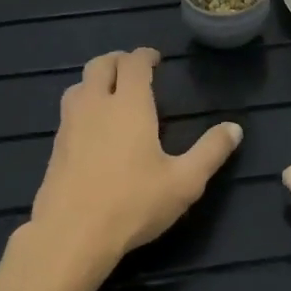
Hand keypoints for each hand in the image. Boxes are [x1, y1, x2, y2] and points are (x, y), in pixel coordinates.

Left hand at [27, 48, 242, 272]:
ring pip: (78, 85)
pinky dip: (83, 104)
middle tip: (134, 69)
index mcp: (129, 105)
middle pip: (100, 65)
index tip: (155, 60)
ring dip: (95, 80)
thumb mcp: (184, 182)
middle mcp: (96, 105)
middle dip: (118, 60)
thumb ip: (210, 152)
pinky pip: (68, 111)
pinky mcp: (55, 147)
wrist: (71, 234)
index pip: (133, 63)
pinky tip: (93, 127)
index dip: (145, 56)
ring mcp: (70, 125)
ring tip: (111, 92)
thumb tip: (234, 128)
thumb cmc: (133, 204)